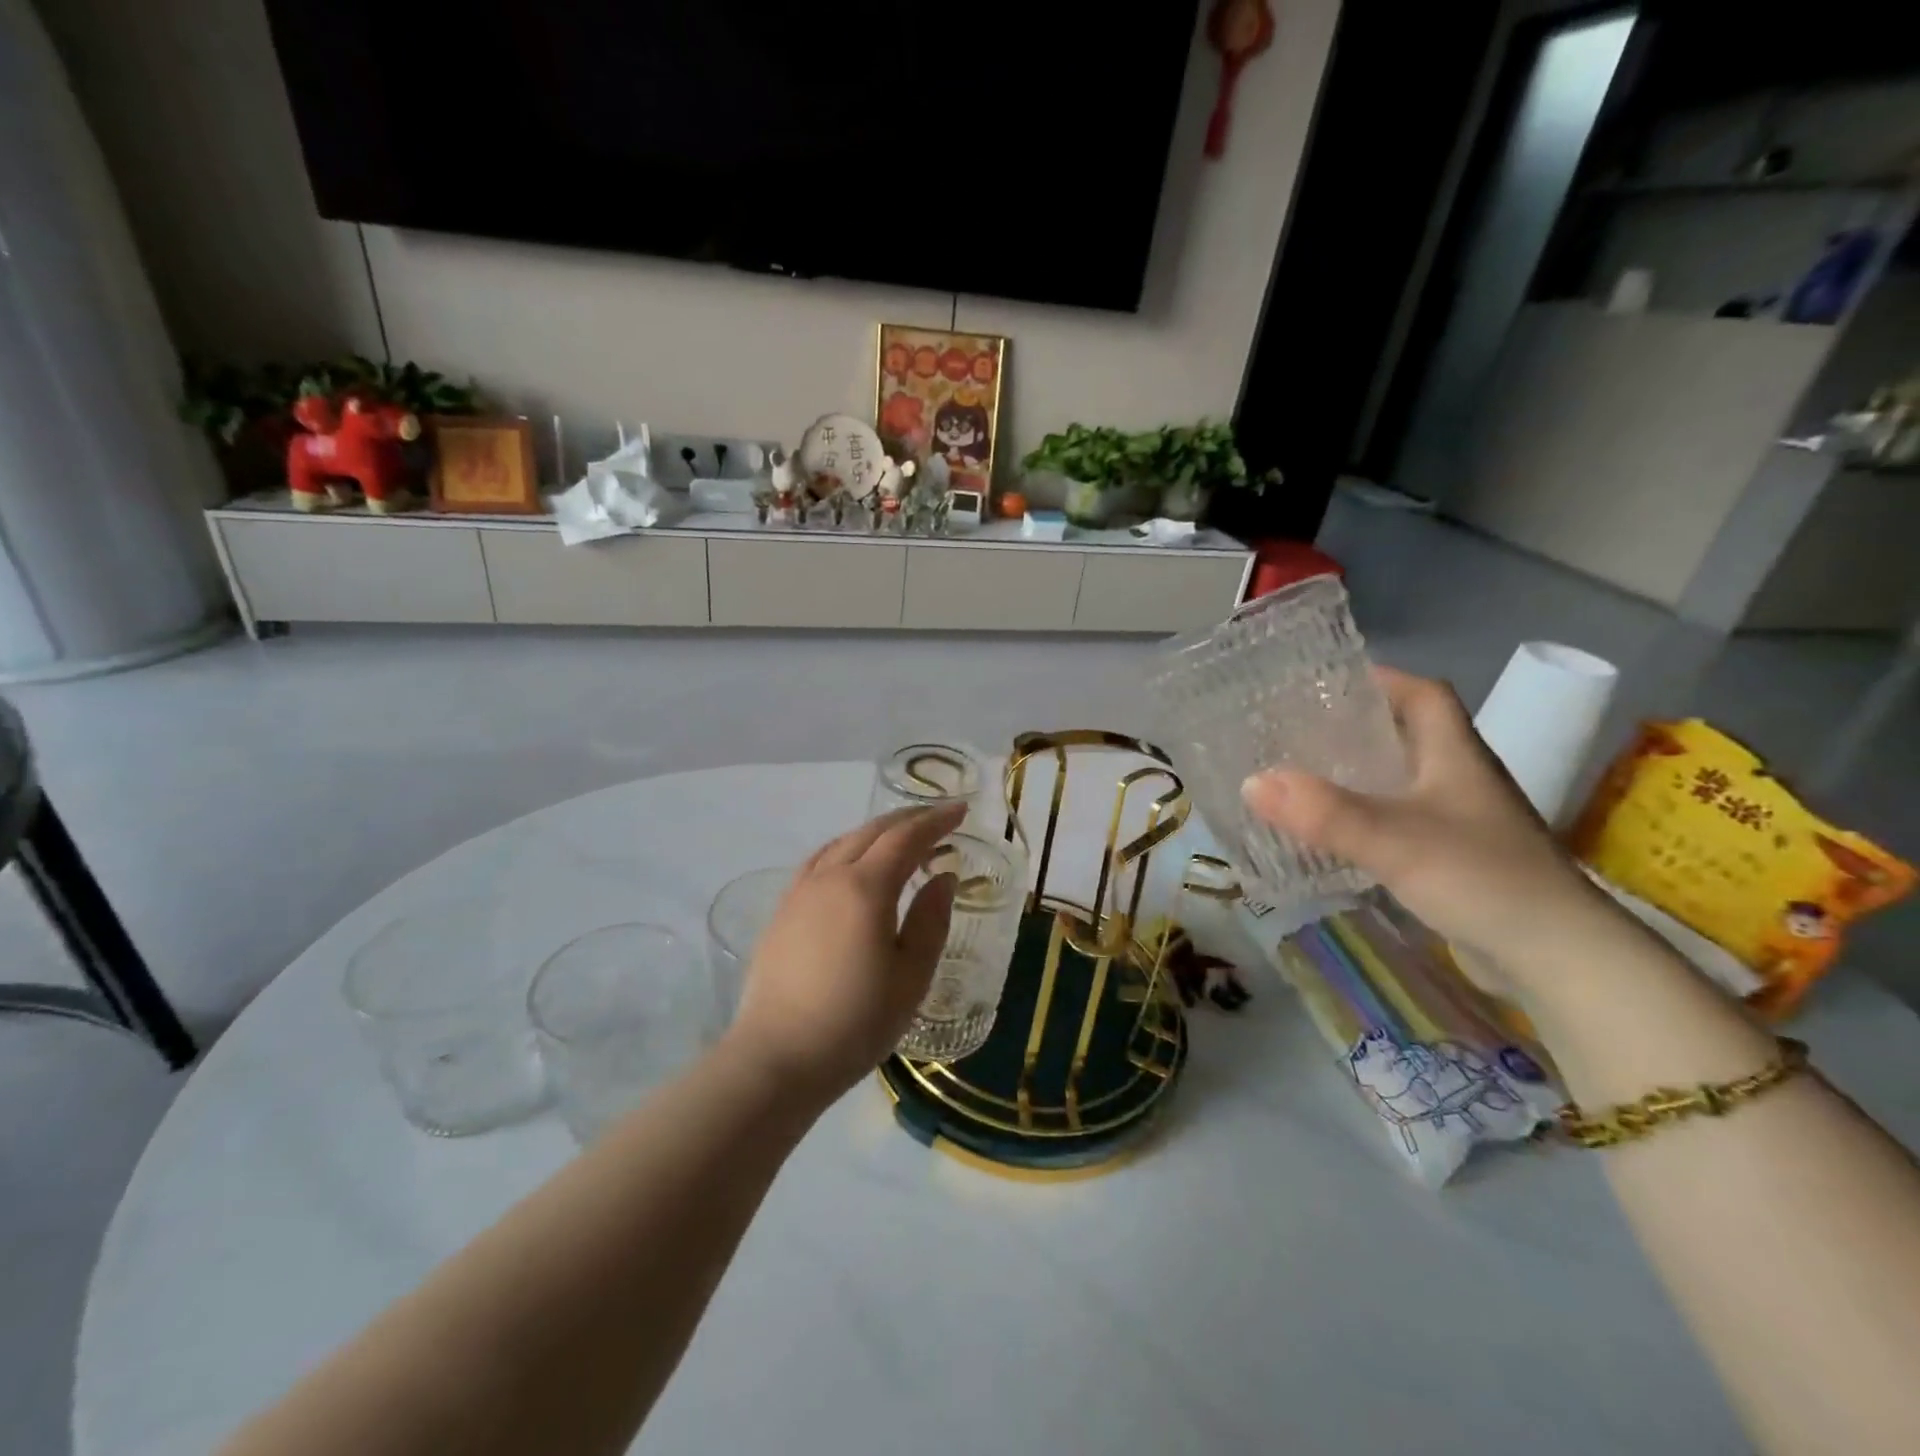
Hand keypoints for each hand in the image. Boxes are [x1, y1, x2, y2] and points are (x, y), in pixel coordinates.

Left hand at [723, 803, 963, 1102]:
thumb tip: (943, 876)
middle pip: (872, 831)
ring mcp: (800, 891)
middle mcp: (830, 877)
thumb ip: (931, 920)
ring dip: (876, 831)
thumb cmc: (855, 1022)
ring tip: (899, 835)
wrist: (777, 1058)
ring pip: (843, 842)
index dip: (936, 821)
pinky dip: (846, 847)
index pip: (906, 838)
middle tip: (937, 817)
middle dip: (908, 818)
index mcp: (865, 888)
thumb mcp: (911, 977)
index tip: (960, 809)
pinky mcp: (782, 910)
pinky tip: (850, 861)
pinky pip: (819, 860)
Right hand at [1240, 666, 1608, 979]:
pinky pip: (1399, 822)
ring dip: (1357, 774)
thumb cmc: (1482, 878)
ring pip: (1401, 781)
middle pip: (1406, 735)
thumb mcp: (1393, 839)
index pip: (1423, 694)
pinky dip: (1364, 818)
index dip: (1380, 679)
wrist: (1557, 959)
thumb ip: (1323, 812)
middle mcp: (1460, 779)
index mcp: (1455, 755)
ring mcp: (1460, 822)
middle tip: (1295, 730)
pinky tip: (1332, 832)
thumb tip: (1252, 781)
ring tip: (1300, 775)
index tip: (1325, 681)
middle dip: (1355, 727)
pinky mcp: (1454, 860)